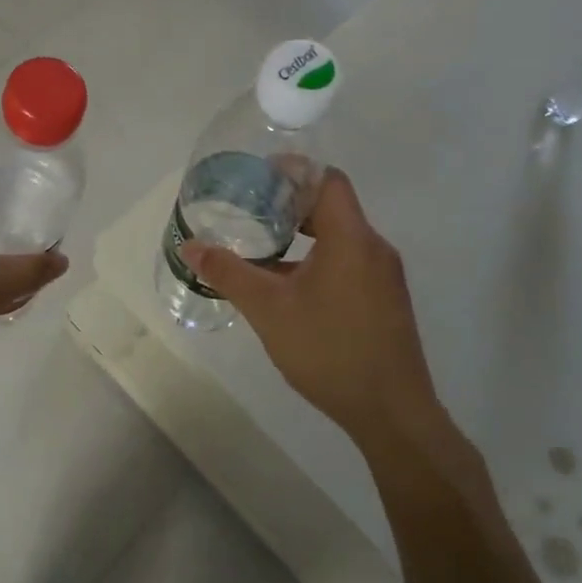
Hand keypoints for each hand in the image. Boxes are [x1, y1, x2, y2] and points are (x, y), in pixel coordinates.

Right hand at [181, 170, 443, 454]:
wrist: (391, 412)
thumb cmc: (328, 350)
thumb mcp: (268, 310)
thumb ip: (229, 273)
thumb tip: (190, 246)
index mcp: (351, 238)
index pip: (327, 179)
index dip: (294, 170)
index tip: (258, 176)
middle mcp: (374, 248)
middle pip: (332, 206)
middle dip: (290, 205)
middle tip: (249, 211)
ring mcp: (384, 276)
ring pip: (340, 237)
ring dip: (303, 236)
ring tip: (263, 248)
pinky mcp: (385, 300)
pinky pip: (349, 262)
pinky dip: (318, 260)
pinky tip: (289, 287)